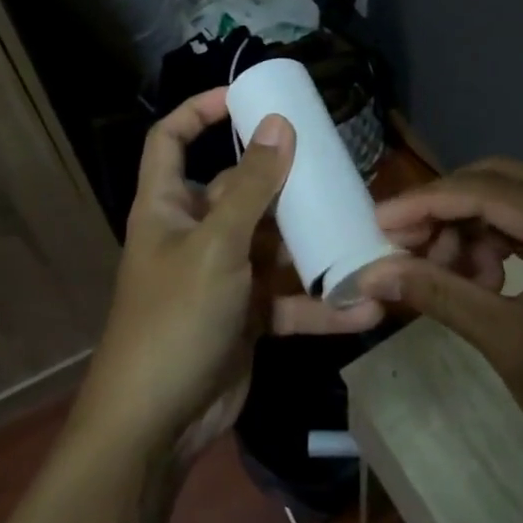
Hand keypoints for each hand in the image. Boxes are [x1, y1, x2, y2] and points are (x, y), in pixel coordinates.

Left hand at [75, 89, 385, 462]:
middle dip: (287, 182)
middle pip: (242, 189)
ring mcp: (224, 275)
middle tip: (337, 167)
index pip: (171, 139)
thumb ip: (252, 187)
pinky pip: (289, 298)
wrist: (157, 425)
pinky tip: (364, 308)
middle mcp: (195, 232)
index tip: (245, 97)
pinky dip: (321, 305)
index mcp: (168, 206)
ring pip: (274, 244)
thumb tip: (278, 124)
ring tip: (365, 232)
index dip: (199, 111)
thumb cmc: (174, 319)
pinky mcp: (248, 315)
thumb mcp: (216, 245)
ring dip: (314, 245)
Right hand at [359, 160, 522, 467]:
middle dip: (447, 210)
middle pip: (501, 182)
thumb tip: (372, 272)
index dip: (427, 202)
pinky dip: (497, 242)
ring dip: (470, 228)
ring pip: (514, 201)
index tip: (379, 221)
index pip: (489, 191)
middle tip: (403, 245)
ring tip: (443, 273)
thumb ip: (438, 293)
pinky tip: (479, 278)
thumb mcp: (505, 342)